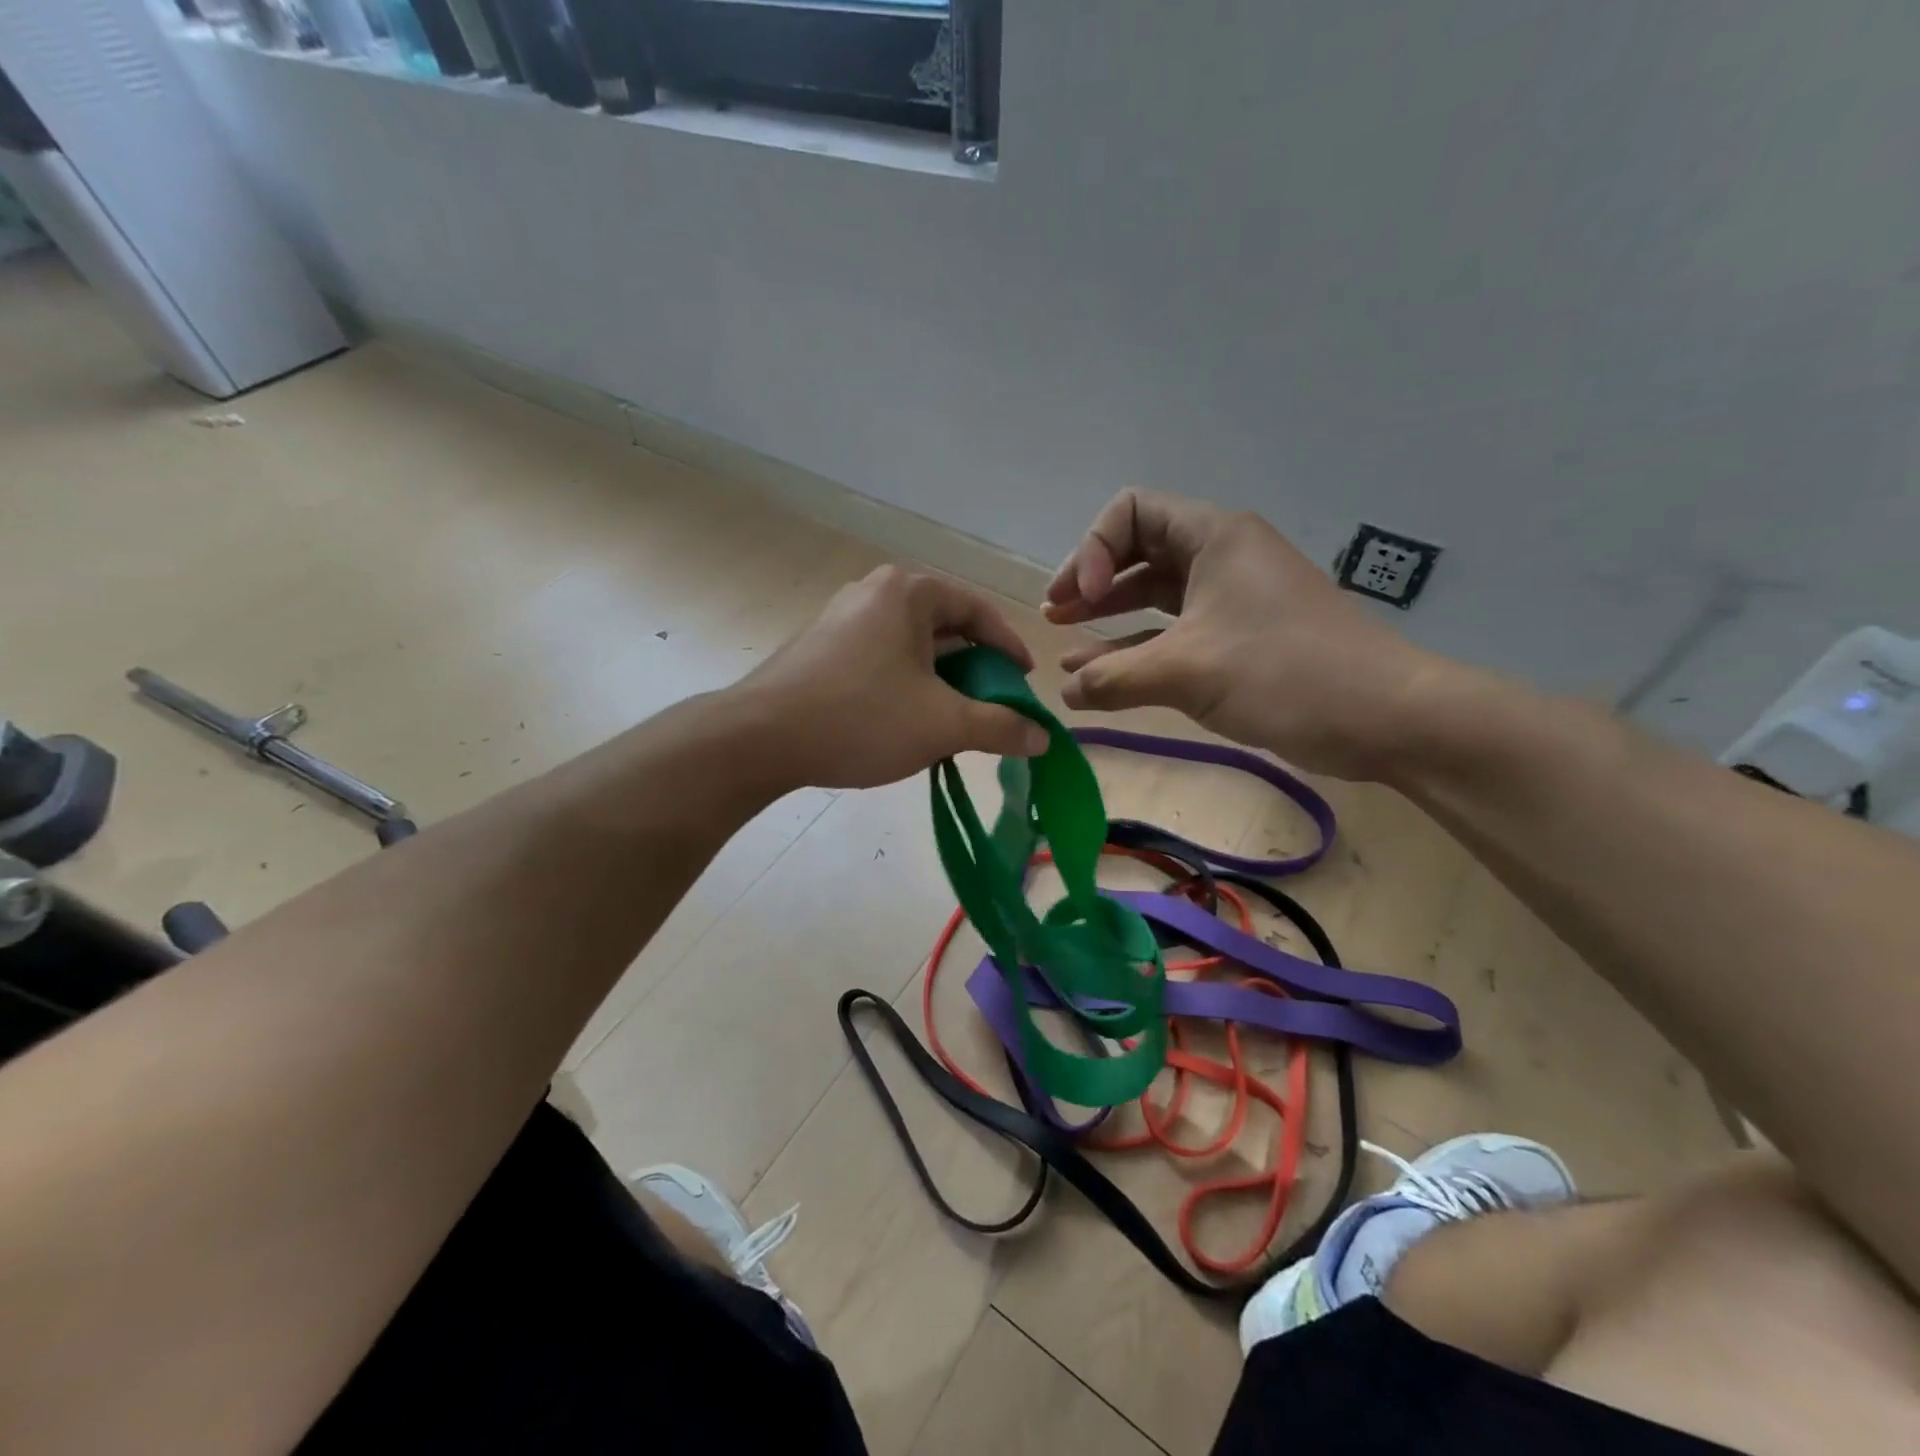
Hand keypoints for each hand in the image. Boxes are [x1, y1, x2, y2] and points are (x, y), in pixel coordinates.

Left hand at [737, 565, 1049, 789]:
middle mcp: (875, 592)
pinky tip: (907, 723)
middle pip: (945, 627)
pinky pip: (881, 659)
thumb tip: (1042, 738)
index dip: (1009, 649)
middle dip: (975, 670)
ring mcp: (842, 618)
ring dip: (941, 682)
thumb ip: (1000, 727)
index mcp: (909, 591)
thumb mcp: (943, 724)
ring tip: (953, 721)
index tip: (1025, 683)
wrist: (759, 738)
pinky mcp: (821, 647)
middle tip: (992, 706)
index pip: (979, 611)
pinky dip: (906, 686)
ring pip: (912, 647)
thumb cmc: (861, 718)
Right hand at [1043, 490, 1450, 779]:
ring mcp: (1230, 597)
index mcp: (1213, 536)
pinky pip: (1173, 631)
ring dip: (1108, 616)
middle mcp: (1220, 556)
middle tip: (1055, 615)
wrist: (1382, 717)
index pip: (1130, 511)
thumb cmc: (1285, 673)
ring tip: (1065, 642)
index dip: (1093, 550)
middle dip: (1090, 581)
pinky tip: (1100, 673)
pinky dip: (1137, 646)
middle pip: (1137, 550)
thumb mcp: (1187, 671)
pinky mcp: (1238, 637)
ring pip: (1154, 594)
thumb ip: (1113, 678)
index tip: (1081, 599)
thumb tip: (1063, 692)